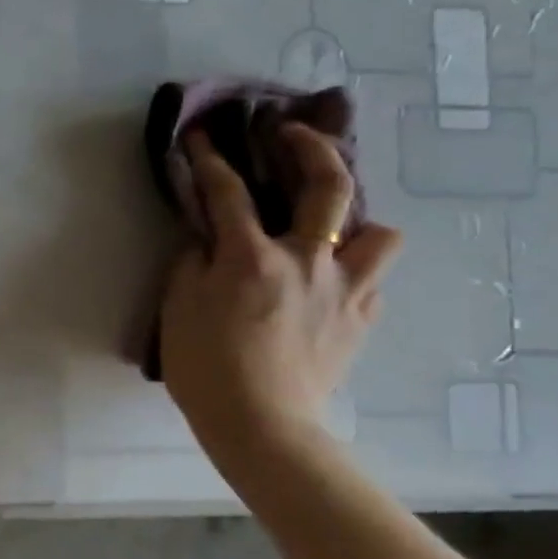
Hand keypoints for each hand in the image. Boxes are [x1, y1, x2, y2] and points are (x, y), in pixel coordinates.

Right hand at [160, 124, 402, 452]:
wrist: (260, 424)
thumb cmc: (205, 366)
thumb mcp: (178, 308)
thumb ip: (192, 263)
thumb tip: (207, 240)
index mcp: (251, 258)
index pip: (228, 192)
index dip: (210, 159)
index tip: (202, 137)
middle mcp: (307, 261)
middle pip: (329, 186)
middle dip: (313, 147)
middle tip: (294, 134)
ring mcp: (344, 290)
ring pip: (379, 234)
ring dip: (355, 223)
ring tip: (329, 232)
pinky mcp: (360, 321)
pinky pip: (370, 281)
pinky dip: (351, 274)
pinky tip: (326, 287)